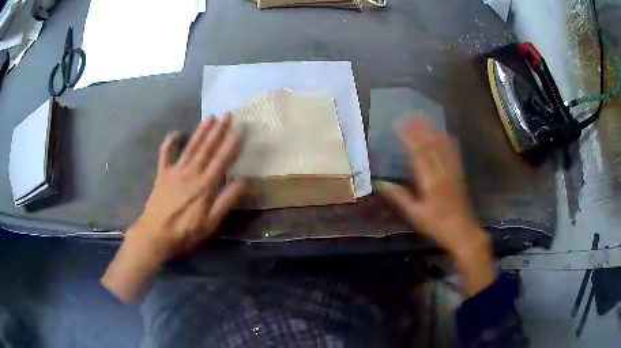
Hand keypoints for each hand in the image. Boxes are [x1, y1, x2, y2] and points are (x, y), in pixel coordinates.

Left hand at [102, 114, 244, 302]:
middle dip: (218, 131)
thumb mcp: (210, 223)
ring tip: (210, 117)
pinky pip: (165, 155)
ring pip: (191, 148)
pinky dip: (169, 143)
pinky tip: (176, 132)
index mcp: (205, 186)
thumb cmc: (185, 232)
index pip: (222, 160)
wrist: (155, 235)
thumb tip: (242, 181)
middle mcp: (191, 173)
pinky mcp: (162, 175)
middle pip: (207, 149)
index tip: (241, 128)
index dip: (233, 144)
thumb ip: (226, 201)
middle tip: (227, 114)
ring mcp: (175, 172)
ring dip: (201, 132)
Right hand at [379, 116, 493, 295]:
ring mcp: (453, 171)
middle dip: (420, 127)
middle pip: (431, 144)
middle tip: (410, 114)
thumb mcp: (416, 215)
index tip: (399, 124)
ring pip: (443, 145)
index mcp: (430, 181)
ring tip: (424, 117)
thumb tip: (382, 184)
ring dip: (433, 129)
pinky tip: (444, 132)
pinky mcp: (459, 174)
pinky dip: (447, 139)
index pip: (418, 153)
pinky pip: (454, 152)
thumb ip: (400, 198)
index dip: (409, 136)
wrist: (463, 231)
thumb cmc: (437, 226)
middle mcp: (443, 171)